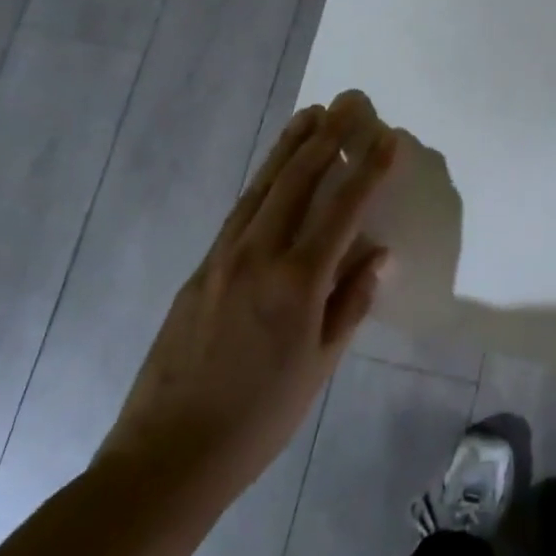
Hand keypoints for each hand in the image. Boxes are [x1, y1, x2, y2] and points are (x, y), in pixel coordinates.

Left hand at [98, 95, 398, 498]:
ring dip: (290, 145)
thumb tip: (379, 253)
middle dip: (328, 137)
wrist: (168, 454)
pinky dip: (264, 179)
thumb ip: (350, 302)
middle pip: (298, 180)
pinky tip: (274, 169)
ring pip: (263, 186)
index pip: (342, 210)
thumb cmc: (260, 418)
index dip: (368, 169)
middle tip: (350, 101)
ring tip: (312, 113)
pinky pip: (241, 209)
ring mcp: (224, 257)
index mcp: (297, 282)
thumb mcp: (319, 365)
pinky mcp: (201, 267)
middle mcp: (259, 255)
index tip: (387, 135)